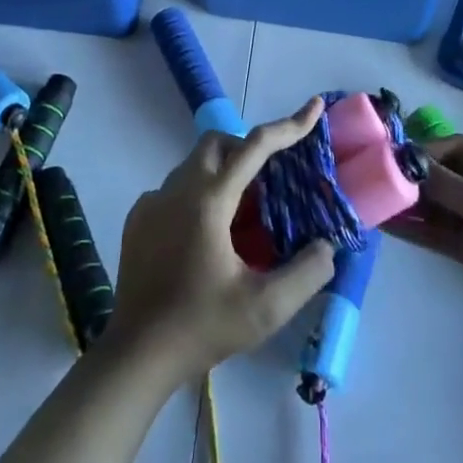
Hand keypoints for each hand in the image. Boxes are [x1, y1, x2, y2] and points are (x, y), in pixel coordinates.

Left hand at [105, 99, 336, 382]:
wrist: (135, 356)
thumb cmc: (201, 328)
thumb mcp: (265, 309)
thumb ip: (306, 274)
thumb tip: (327, 245)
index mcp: (209, 201)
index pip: (256, 146)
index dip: (290, 125)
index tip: (315, 106)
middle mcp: (178, 189)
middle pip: (219, 143)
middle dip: (249, 147)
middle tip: (272, 179)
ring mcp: (153, 201)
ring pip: (195, 163)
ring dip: (224, 171)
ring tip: (244, 212)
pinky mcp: (138, 218)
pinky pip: (176, 187)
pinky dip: (199, 192)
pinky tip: (208, 233)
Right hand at [383, 133, 462, 336]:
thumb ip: (448, 184)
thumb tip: (409, 162)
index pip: (460, 147)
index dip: (426, 151)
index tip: (391, 157)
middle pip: (449, 176)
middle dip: (415, 180)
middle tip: (375, 181)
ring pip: (443, 206)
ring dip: (412, 206)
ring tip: (375, 204)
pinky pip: (444, 233)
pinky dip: (420, 230)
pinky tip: (390, 227)